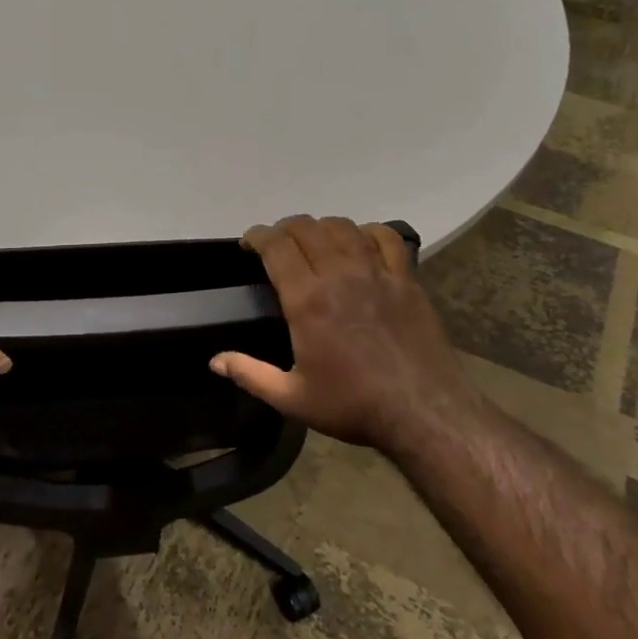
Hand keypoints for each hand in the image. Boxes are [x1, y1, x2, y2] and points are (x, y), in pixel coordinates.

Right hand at [210, 216, 487, 455]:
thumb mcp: (292, 399)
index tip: (248, 243)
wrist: (423, 411)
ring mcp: (377, 273)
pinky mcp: (406, 279)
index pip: (276, 247)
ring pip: (343, 227)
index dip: (257, 236)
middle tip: (276, 244)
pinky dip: (367, 232)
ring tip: (314, 241)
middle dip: (284, 228)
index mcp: (307, 301)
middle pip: (307, 228)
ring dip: (321, 227)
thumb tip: (214, 361)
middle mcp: (339, 275)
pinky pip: (385, 238)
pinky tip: (360, 243)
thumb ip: (250, 375)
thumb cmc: (353, 405)